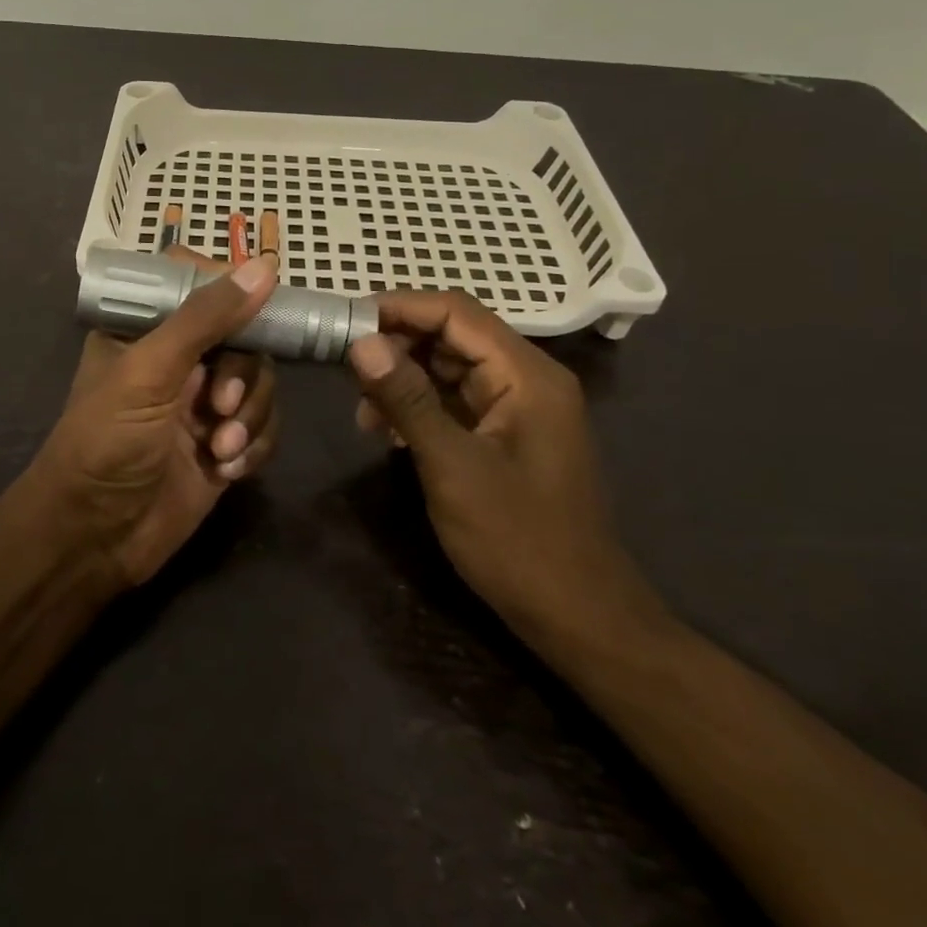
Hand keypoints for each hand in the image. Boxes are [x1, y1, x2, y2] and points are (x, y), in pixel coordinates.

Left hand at [25, 250, 280, 589]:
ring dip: (250, 415)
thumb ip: (204, 318)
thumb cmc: (105, 442)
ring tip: (221, 448)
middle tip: (221, 405)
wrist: (94, 540)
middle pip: (242, 334)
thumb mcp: (148, 372)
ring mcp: (203, 402)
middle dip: (242, 373)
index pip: (197, 282)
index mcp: (146, 328)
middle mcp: (178, 358)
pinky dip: (255, 445)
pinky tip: (227, 470)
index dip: (228, 291)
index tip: (250, 312)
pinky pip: (265, 425)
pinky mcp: (224, 443)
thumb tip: (264, 266)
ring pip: (259, 381)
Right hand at [346, 291, 664, 648]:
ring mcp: (518, 407)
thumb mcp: (453, 467)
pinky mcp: (507, 434)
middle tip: (349, 372)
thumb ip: (407, 399)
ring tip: (364, 412)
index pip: (456, 312)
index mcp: (526, 375)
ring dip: (404, 378)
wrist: (579, 619)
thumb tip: (361, 342)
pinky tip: (389, 432)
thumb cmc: (519, 541)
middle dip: (398, 346)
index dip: (400, 308)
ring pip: (450, 367)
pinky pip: (456, 399)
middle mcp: (527, 379)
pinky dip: (420, 405)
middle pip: (452, 335)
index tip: (347, 322)